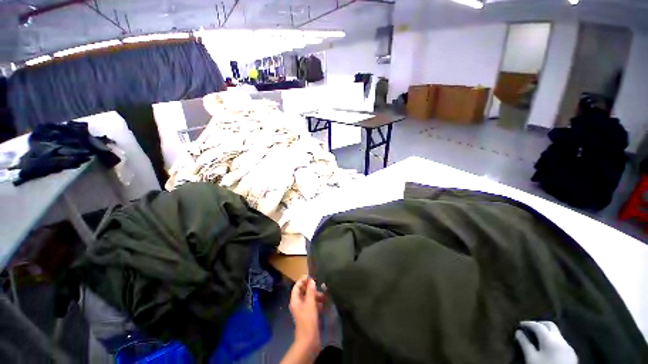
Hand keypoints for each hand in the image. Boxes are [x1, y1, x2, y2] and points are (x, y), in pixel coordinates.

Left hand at [289, 275, 324, 353]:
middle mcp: (298, 304)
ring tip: (324, 295)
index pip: (297, 286)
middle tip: (319, 285)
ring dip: (315, 295)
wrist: (309, 340)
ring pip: (308, 298)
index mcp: (295, 300)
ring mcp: (303, 310)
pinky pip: (312, 305)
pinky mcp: (308, 315)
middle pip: (303, 291)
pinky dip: (317, 303)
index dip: (303, 280)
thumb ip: (311, 291)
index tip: (311, 276)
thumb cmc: (308, 320)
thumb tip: (311, 280)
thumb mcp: (310, 303)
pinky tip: (324, 303)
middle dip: (311, 288)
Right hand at [515, 321, 577, 363]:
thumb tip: (518, 332)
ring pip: (557, 334)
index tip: (520, 324)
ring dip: (547, 332)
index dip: (528, 323)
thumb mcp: (531, 358)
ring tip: (538, 337)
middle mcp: (560, 339)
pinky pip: (561, 342)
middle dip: (539, 324)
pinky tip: (549, 348)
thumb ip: (525, 344)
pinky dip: (553, 340)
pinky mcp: (572, 354)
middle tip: (530, 327)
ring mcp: (568, 346)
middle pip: (550, 325)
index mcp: (549, 338)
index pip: (537, 325)